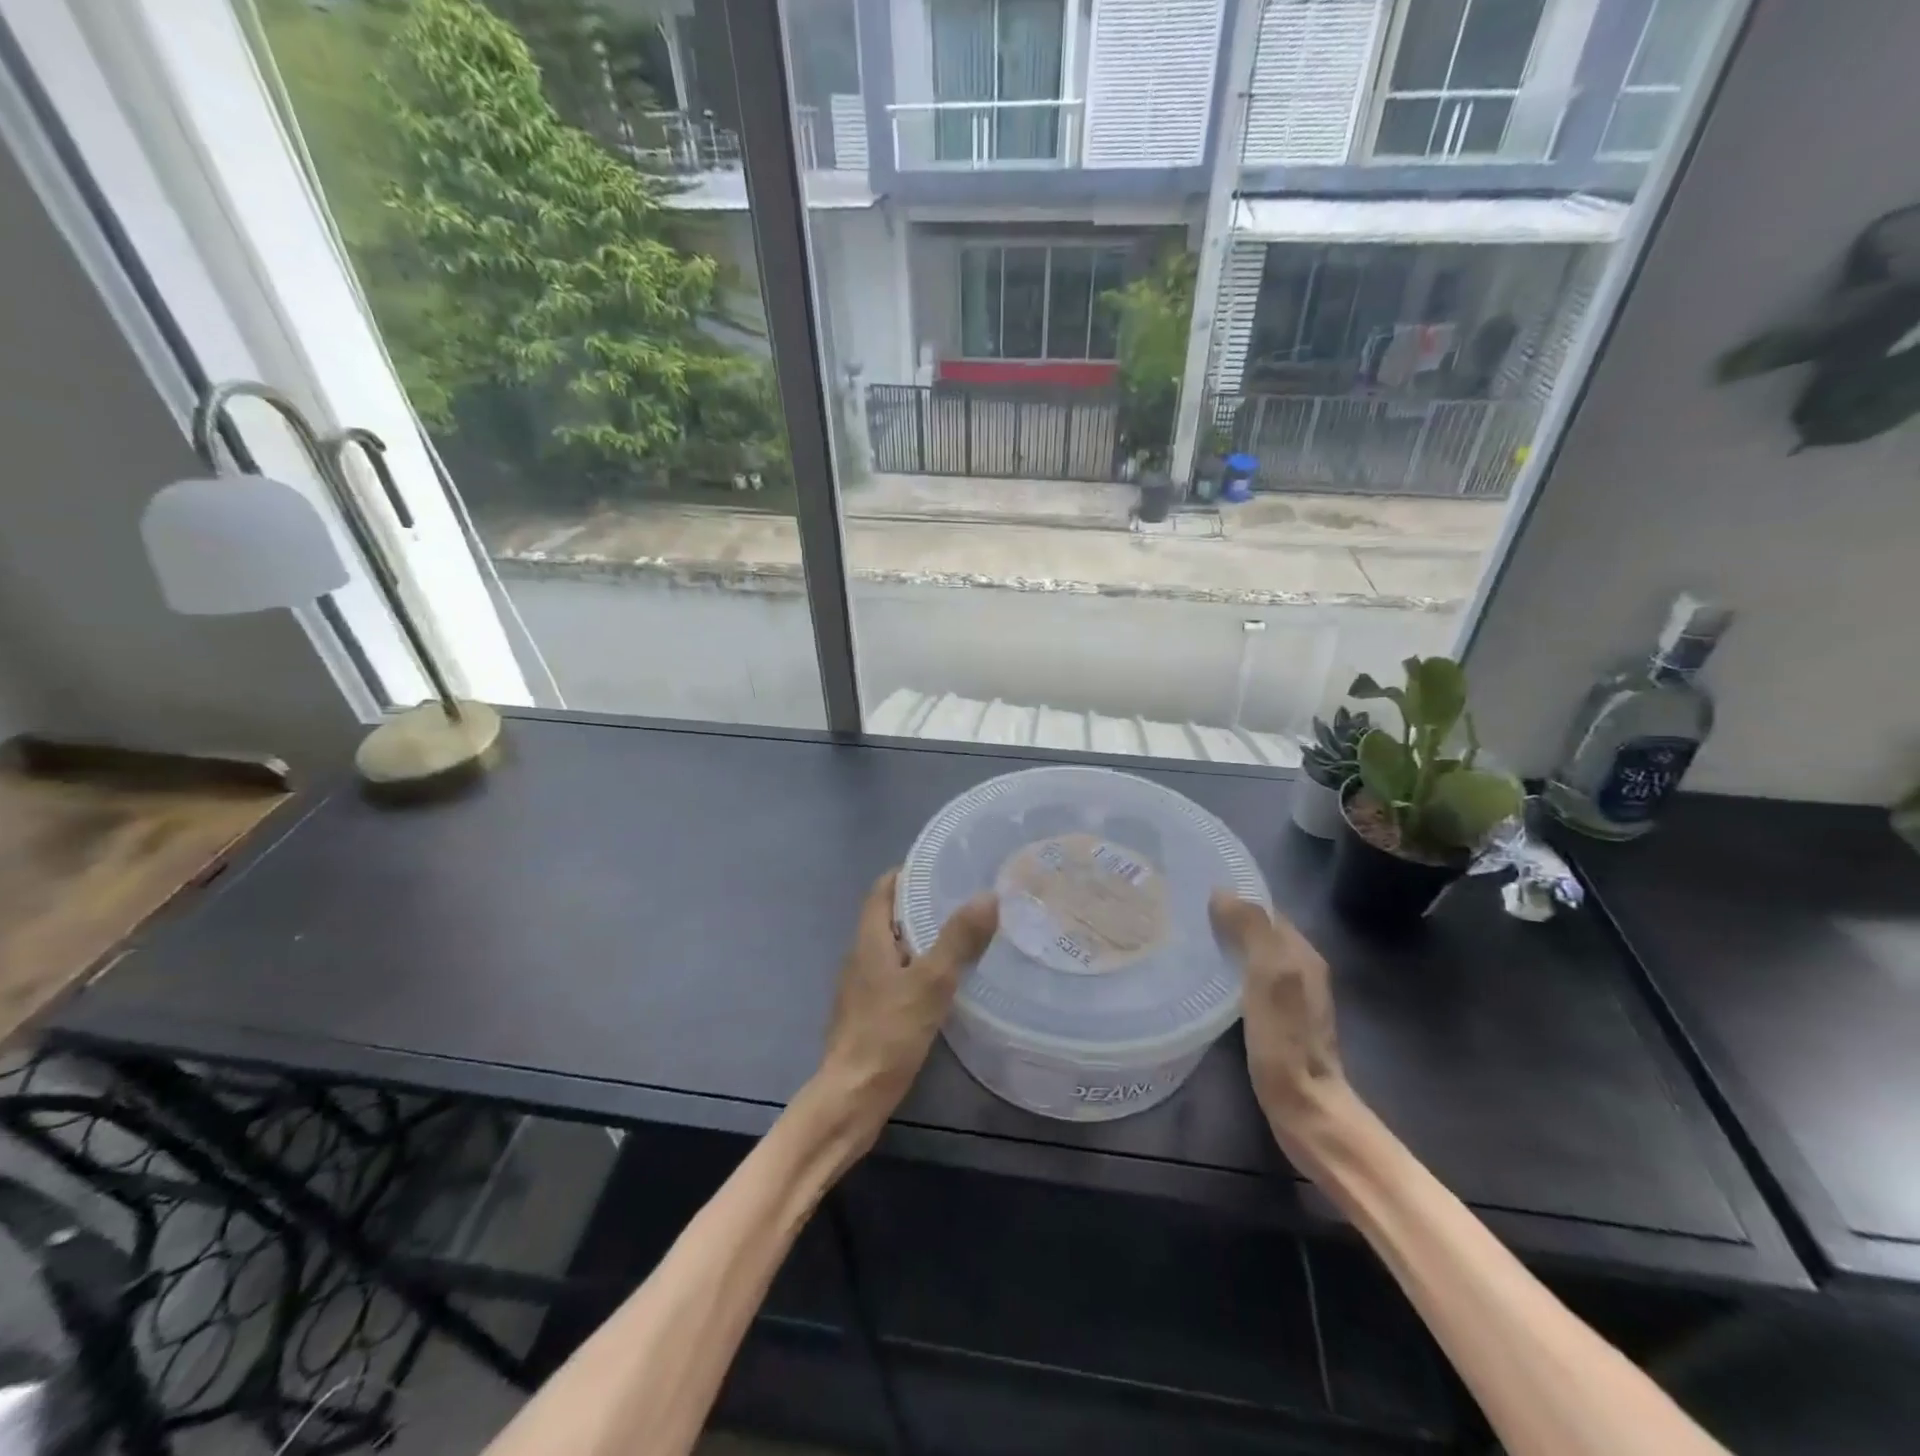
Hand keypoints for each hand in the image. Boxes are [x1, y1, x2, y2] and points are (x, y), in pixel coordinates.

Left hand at [813, 869, 997, 1146]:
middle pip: (889, 916)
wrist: (852, 1097)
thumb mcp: (930, 982)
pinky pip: (896, 976)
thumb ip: (958, 939)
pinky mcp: (871, 1013)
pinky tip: (946, 982)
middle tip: (963, 898)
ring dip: (922, 937)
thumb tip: (988, 895)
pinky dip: (919, 967)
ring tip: (962, 934)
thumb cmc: (888, 1033)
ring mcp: (863, 987)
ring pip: (894, 948)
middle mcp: (861, 957)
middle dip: (921, 903)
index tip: (942, 866)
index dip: (908, 873)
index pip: (883, 889)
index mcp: (869, 940)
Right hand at [1209, 892, 1348, 1136]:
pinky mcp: (1277, 1022)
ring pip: (1253, 955)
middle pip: (1259, 931)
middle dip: (1226, 919)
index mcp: (1302, 952)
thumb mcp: (1269, 975)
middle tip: (1181, 915)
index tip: (1193, 892)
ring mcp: (1291, 998)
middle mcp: (1301, 969)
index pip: (1265, 909)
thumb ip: (1251, 930)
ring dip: (1226, 945)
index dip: (1234, 897)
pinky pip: (1248, 980)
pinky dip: (1229, 971)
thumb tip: (1221, 892)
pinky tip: (1204, 979)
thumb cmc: (1285, 1039)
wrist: (1305, 1108)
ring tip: (1185, 940)